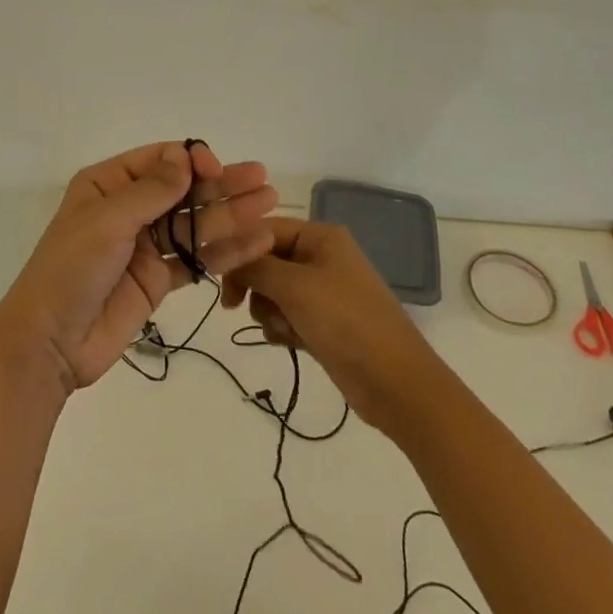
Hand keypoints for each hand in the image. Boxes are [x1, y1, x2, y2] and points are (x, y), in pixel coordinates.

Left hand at [0, 141, 278, 395]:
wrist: (50, 343)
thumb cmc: (70, 270)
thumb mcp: (106, 221)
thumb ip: (151, 191)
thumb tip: (186, 157)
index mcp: (108, 184)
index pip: (160, 161)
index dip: (192, 161)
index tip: (217, 170)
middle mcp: (129, 209)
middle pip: (183, 191)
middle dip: (221, 185)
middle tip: (263, 181)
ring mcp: (145, 245)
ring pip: (194, 224)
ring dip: (231, 215)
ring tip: (269, 206)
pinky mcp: (158, 279)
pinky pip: (195, 259)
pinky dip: (224, 251)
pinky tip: (255, 242)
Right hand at [221, 216, 445, 437]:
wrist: (395, 384)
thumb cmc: (345, 322)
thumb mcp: (295, 286)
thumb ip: (255, 265)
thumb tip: (225, 253)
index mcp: (321, 236)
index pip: (265, 229)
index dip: (239, 249)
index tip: (216, 276)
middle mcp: (321, 257)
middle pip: (266, 260)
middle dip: (254, 284)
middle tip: (235, 306)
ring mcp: (323, 291)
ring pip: (273, 290)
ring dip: (268, 310)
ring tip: (282, 329)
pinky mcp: (323, 322)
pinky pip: (286, 314)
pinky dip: (282, 327)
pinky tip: (290, 342)